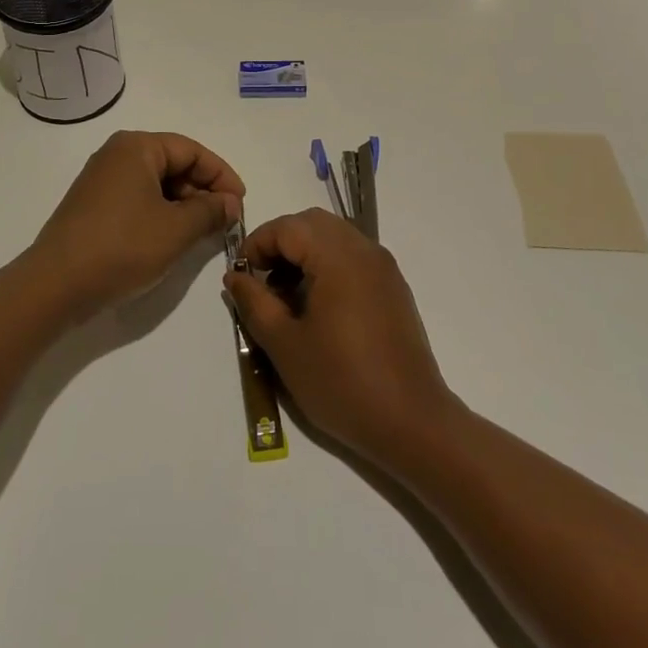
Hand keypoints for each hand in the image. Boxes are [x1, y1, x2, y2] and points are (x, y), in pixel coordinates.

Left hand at [28, 131, 244, 319]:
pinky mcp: (93, 204)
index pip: (192, 151)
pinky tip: (172, 237)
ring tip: (202, 232)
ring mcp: (102, 179)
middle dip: (203, 190)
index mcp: (137, 147)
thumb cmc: (121, 247)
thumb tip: (230, 202)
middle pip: (173, 163)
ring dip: (183, 204)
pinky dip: (160, 212)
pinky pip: (138, 198)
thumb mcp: (176, 229)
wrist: (55, 285)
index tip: (239, 204)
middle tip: (224, 220)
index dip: (221, 175)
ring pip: (156, 183)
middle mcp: (117, 154)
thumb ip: (209, 211)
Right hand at [224, 209, 455, 465]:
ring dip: (305, 253)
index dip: (257, 244)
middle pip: (312, 224)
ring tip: (287, 296)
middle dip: (281, 243)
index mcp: (337, 256)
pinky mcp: (394, 287)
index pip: (287, 227)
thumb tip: (235, 276)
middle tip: (262, 280)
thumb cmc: (341, 382)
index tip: (240, 277)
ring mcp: (383, 267)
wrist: (412, 423)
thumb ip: (255, 303)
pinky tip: (319, 306)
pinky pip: (354, 257)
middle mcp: (364, 250)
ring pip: (335, 237)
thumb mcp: (285, 345)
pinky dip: (329, 265)